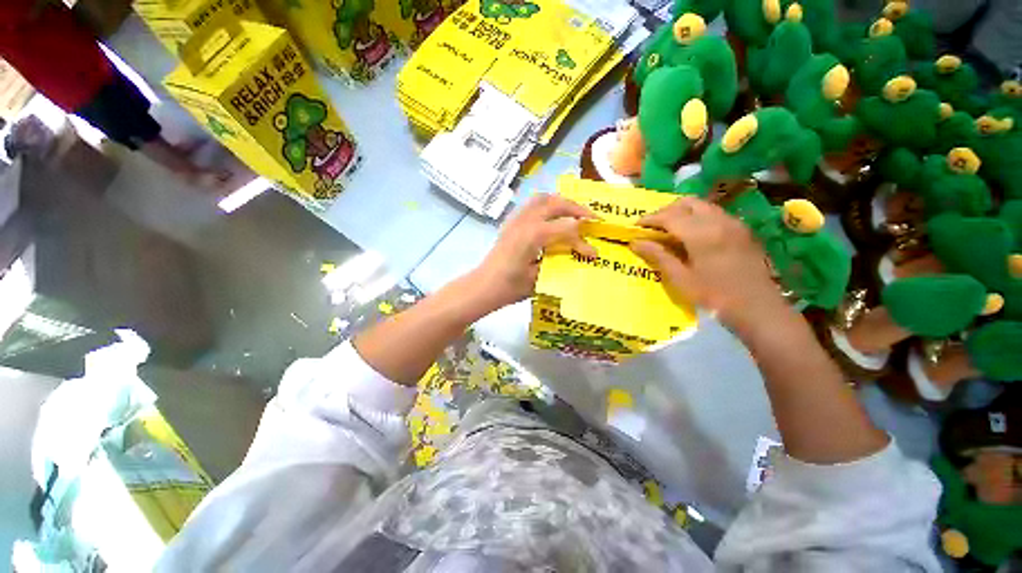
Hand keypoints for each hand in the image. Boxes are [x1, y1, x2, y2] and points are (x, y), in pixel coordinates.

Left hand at [470, 194, 597, 311]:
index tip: (593, 253)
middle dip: (577, 208)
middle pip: (556, 204)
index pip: (567, 230)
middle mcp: (525, 221)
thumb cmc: (510, 287)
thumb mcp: (539, 278)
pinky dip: (547, 205)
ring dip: (561, 202)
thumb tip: (582, 255)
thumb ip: (561, 261)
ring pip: (542, 199)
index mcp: (534, 235)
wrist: (484, 286)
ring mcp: (516, 219)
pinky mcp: (511, 222)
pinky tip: (552, 217)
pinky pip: (531, 205)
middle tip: (592, 218)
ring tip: (573, 212)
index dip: (582, 242)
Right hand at [631, 196, 786, 331]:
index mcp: (702, 233)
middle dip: (666, 211)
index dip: (650, 219)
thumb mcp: (681, 279)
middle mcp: (719, 221)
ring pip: (703, 206)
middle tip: (653, 227)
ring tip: (669, 230)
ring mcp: (734, 223)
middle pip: (687, 203)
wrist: (759, 309)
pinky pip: (715, 214)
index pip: (670, 216)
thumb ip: (658, 256)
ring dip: (683, 212)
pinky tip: (692, 235)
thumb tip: (635, 242)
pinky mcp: (742, 230)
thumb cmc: (715, 296)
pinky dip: (698, 217)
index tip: (636, 226)